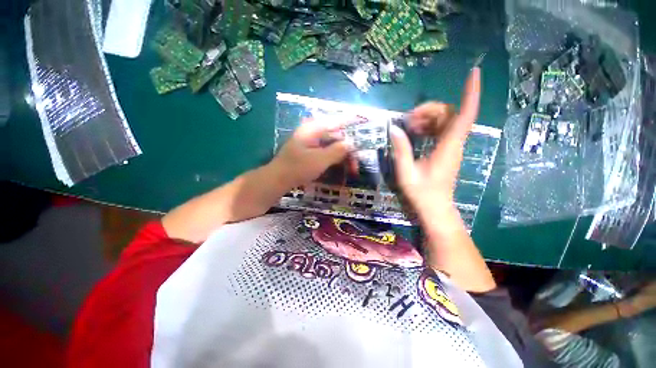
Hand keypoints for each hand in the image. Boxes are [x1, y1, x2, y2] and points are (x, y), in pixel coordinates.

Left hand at [270, 118, 352, 189]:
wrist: (278, 179)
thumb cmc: (298, 168)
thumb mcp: (320, 160)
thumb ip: (337, 150)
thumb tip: (351, 143)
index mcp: (313, 129)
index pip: (336, 121)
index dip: (351, 120)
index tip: (363, 119)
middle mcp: (313, 132)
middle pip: (337, 136)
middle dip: (348, 150)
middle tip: (356, 165)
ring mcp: (311, 142)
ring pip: (333, 145)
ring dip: (343, 157)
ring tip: (351, 170)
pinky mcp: (310, 151)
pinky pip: (327, 151)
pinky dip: (335, 159)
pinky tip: (341, 167)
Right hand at [390, 67, 480, 223]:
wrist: (435, 208)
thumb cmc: (422, 193)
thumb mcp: (406, 173)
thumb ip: (401, 150)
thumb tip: (394, 128)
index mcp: (448, 147)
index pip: (465, 115)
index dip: (471, 93)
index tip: (474, 73)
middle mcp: (454, 144)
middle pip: (450, 114)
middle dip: (429, 109)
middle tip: (408, 119)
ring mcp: (452, 147)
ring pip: (446, 121)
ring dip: (427, 118)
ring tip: (409, 126)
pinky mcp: (447, 151)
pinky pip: (441, 130)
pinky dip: (429, 126)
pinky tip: (415, 133)